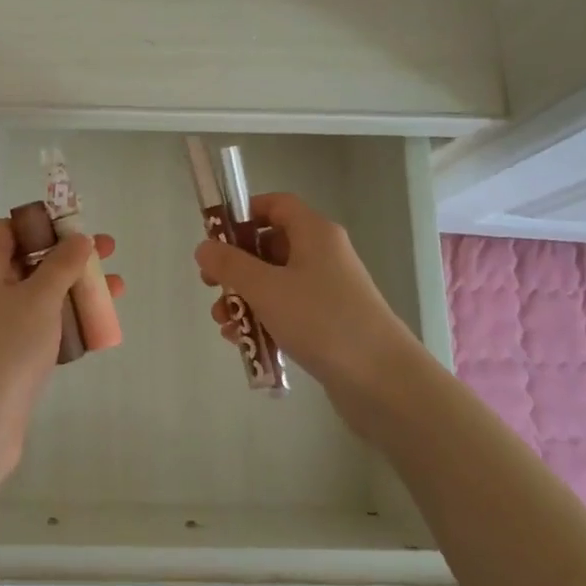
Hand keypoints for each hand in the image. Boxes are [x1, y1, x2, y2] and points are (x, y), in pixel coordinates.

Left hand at [0, 219, 123, 465]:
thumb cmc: (5, 347)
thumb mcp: (39, 297)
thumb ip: (62, 264)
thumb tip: (78, 239)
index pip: (9, 229)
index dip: (44, 224)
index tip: (78, 227)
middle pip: (29, 260)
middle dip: (70, 256)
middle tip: (108, 252)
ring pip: (38, 294)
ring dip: (74, 289)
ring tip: (116, 290)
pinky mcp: (4, 354)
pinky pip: (38, 325)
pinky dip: (65, 320)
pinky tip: (96, 326)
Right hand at [193, 193, 419, 407]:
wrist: (382, 380)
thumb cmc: (321, 320)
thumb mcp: (266, 288)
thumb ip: (230, 265)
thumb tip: (204, 247)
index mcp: (314, 232)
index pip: (276, 205)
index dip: (244, 214)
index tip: (216, 237)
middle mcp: (323, 254)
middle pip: (271, 245)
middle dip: (236, 266)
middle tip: (209, 285)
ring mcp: (328, 289)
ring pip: (276, 281)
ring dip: (245, 297)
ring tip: (223, 324)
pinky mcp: (329, 322)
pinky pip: (288, 309)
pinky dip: (264, 319)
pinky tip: (244, 342)